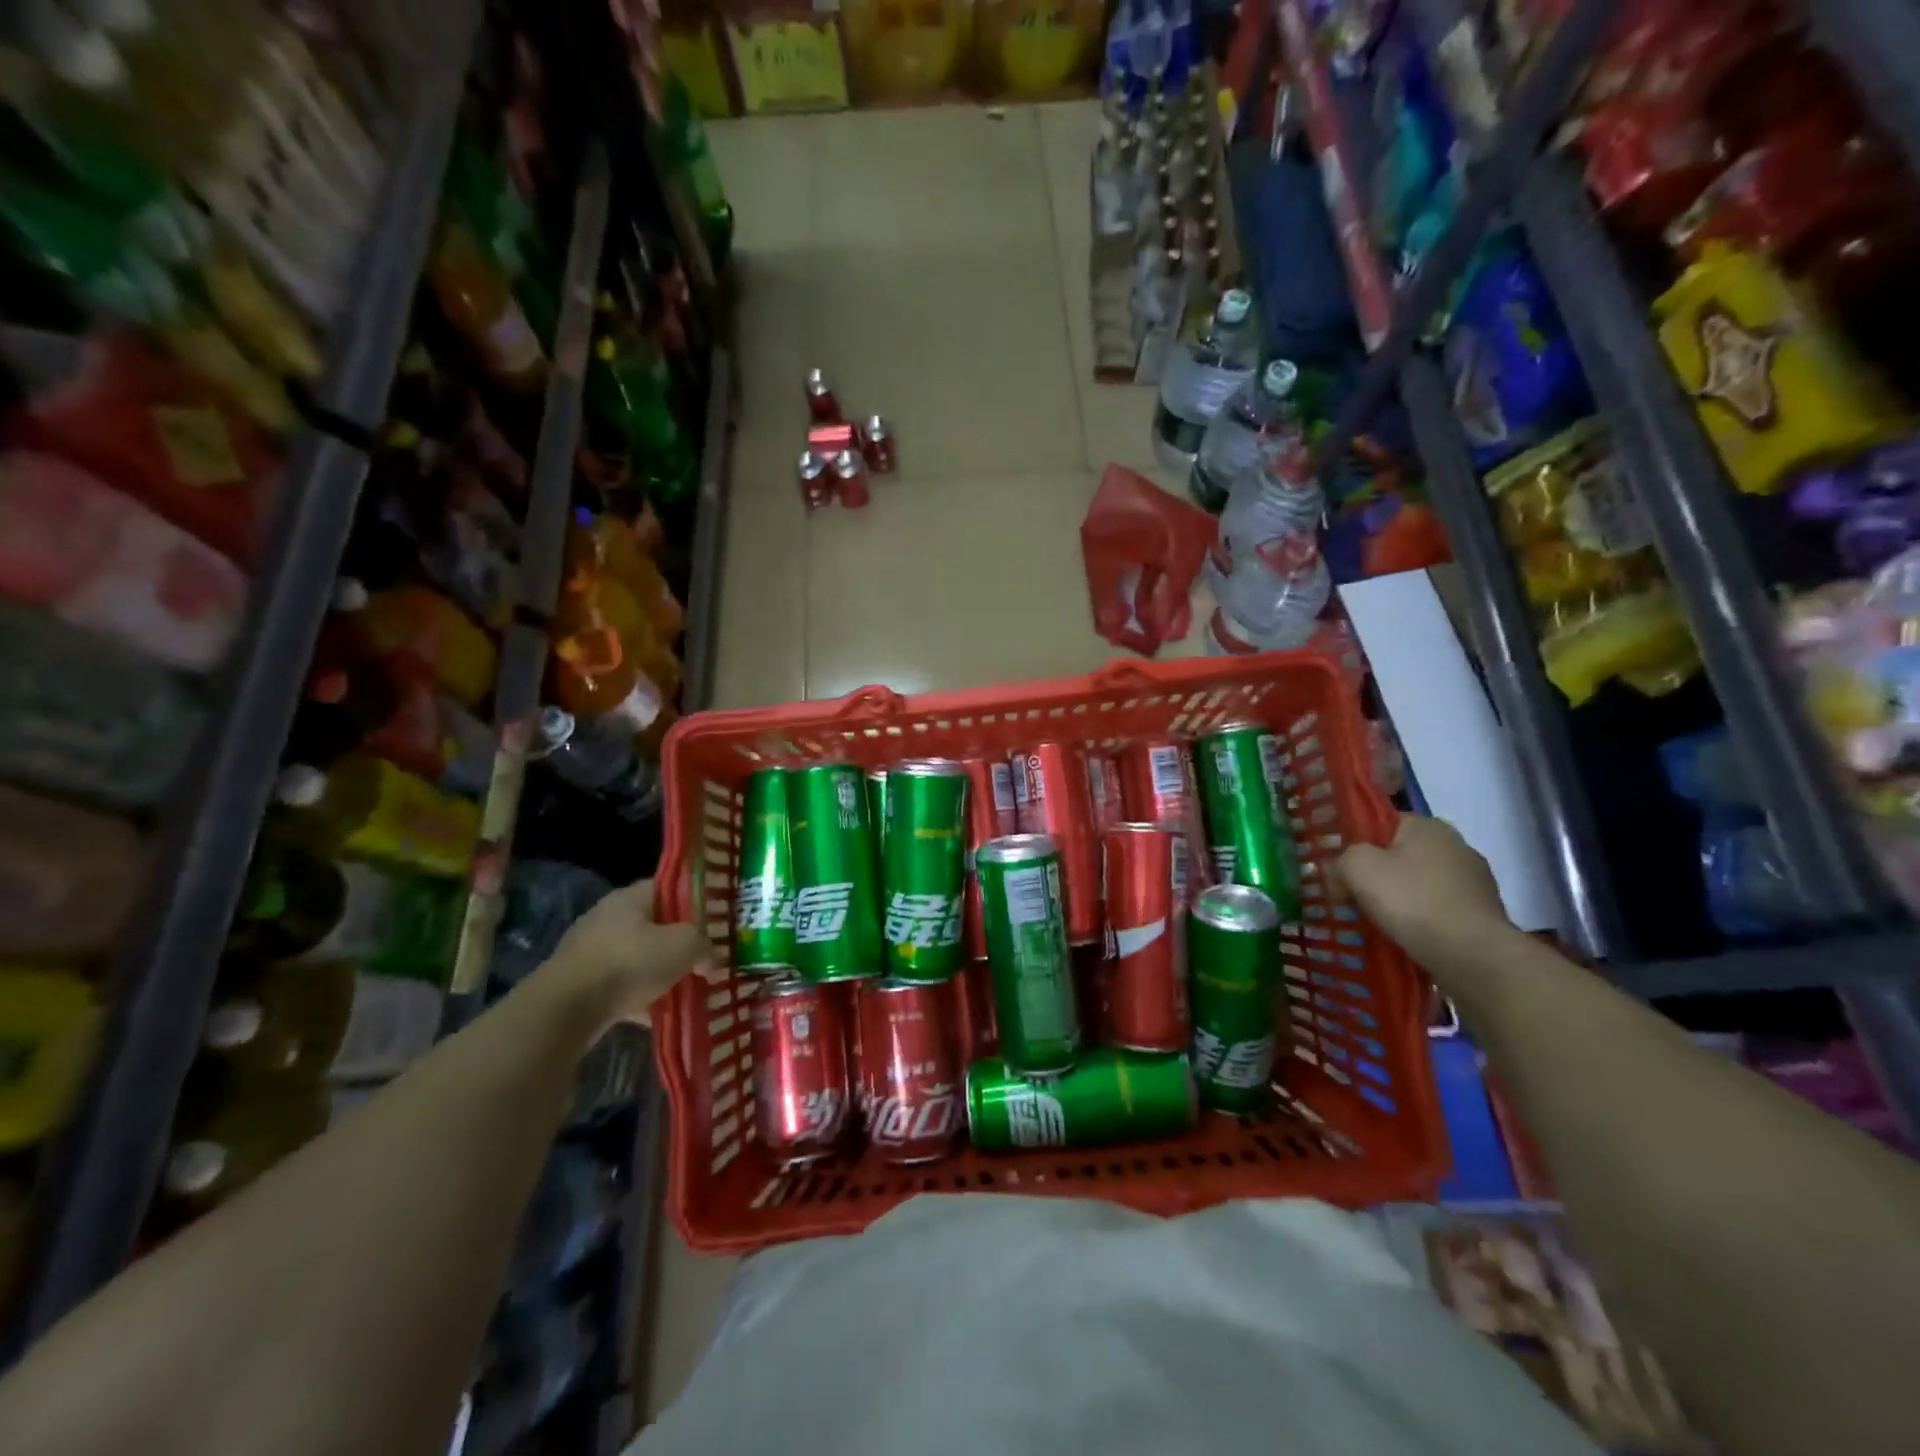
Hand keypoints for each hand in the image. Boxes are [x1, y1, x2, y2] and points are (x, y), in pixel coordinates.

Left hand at [538, 879, 712, 1030]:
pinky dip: (636, 997)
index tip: (710, 923)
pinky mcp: (578, 983)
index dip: (692, 903)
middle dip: (676, 944)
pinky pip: (618, 985)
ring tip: (681, 990)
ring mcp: (588, 951)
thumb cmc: (629, 963)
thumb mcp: (684, 947)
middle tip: (699, 960)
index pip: (667, 888)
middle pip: (652, 925)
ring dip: (656, 973)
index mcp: (630, 898)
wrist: (565, 1010)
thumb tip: (711, 959)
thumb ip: (704, 946)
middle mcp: (606, 917)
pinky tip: (654, 1014)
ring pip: (635, 958)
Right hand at [1336, 816, 1512, 966]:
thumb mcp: (1356, 868)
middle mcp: (1456, 845)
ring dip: (1402, 900)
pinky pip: (1440, 909)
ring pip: (1421, 884)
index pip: (1381, 826)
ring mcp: (1476, 880)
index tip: (1342, 873)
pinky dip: (1423, 920)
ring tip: (1380, 924)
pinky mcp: (1485, 913)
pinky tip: (1409, 937)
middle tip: (1354, 900)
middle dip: (1379, 876)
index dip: (1357, 846)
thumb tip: (1340, 877)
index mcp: (1427, 825)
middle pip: (1401, 856)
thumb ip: (1340, 862)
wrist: (1473, 955)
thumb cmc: (1411, 900)